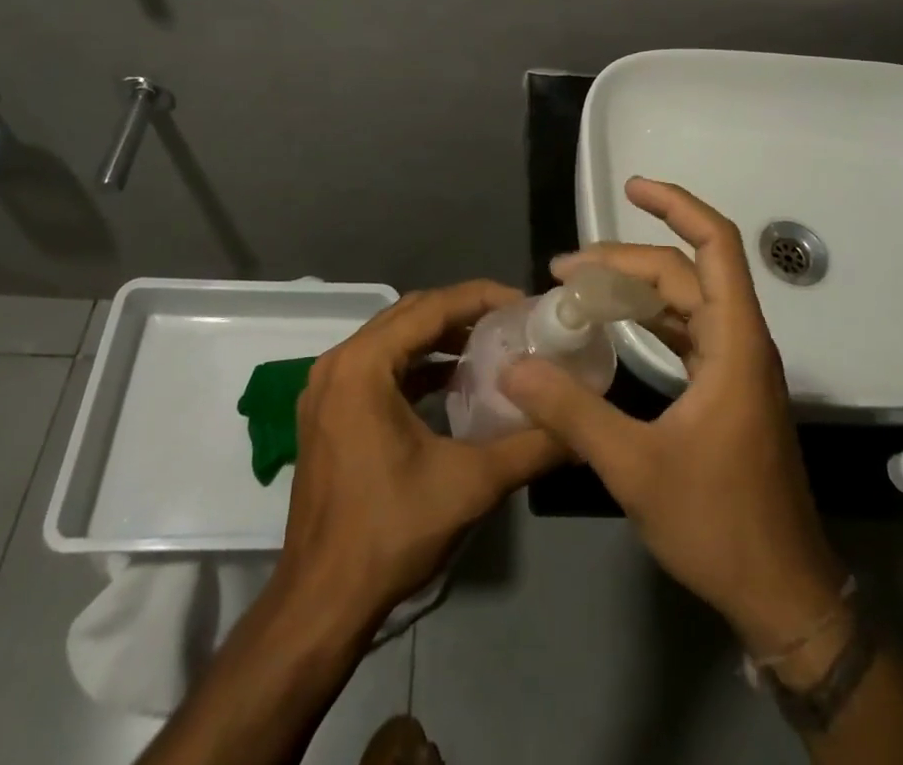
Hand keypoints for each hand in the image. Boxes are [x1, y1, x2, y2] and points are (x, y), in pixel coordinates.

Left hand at [278, 281, 562, 633]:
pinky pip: (378, 366)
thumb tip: (581, 428)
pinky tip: (453, 381)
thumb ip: (531, 447)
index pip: (431, 307)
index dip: (481, 298)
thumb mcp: (471, 484)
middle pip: (410, 314)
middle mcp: (338, 363)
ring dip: (440, 337)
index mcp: (363, 365)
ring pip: (393, 339)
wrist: (321, 603)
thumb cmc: (391, 533)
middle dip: (463, 312)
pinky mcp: (328, 412)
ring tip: (491, 346)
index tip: (525, 304)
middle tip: (512, 322)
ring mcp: (327, 388)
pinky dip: (417, 364)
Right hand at [501, 179, 847, 656]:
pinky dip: (647, 319)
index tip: (632, 186)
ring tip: (577, 289)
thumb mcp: (636, 468)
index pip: (715, 245)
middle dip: (625, 259)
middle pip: (685, 271)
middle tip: (563, 270)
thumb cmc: (720, 525)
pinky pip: (684, 331)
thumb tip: (516, 366)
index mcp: (733, 343)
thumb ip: (572, 413)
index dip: (677, 205)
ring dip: (634, 288)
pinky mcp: (725, 390)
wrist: (781, 595)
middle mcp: (739, 341)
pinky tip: (611, 327)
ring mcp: (734, 366)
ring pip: (683, 301)